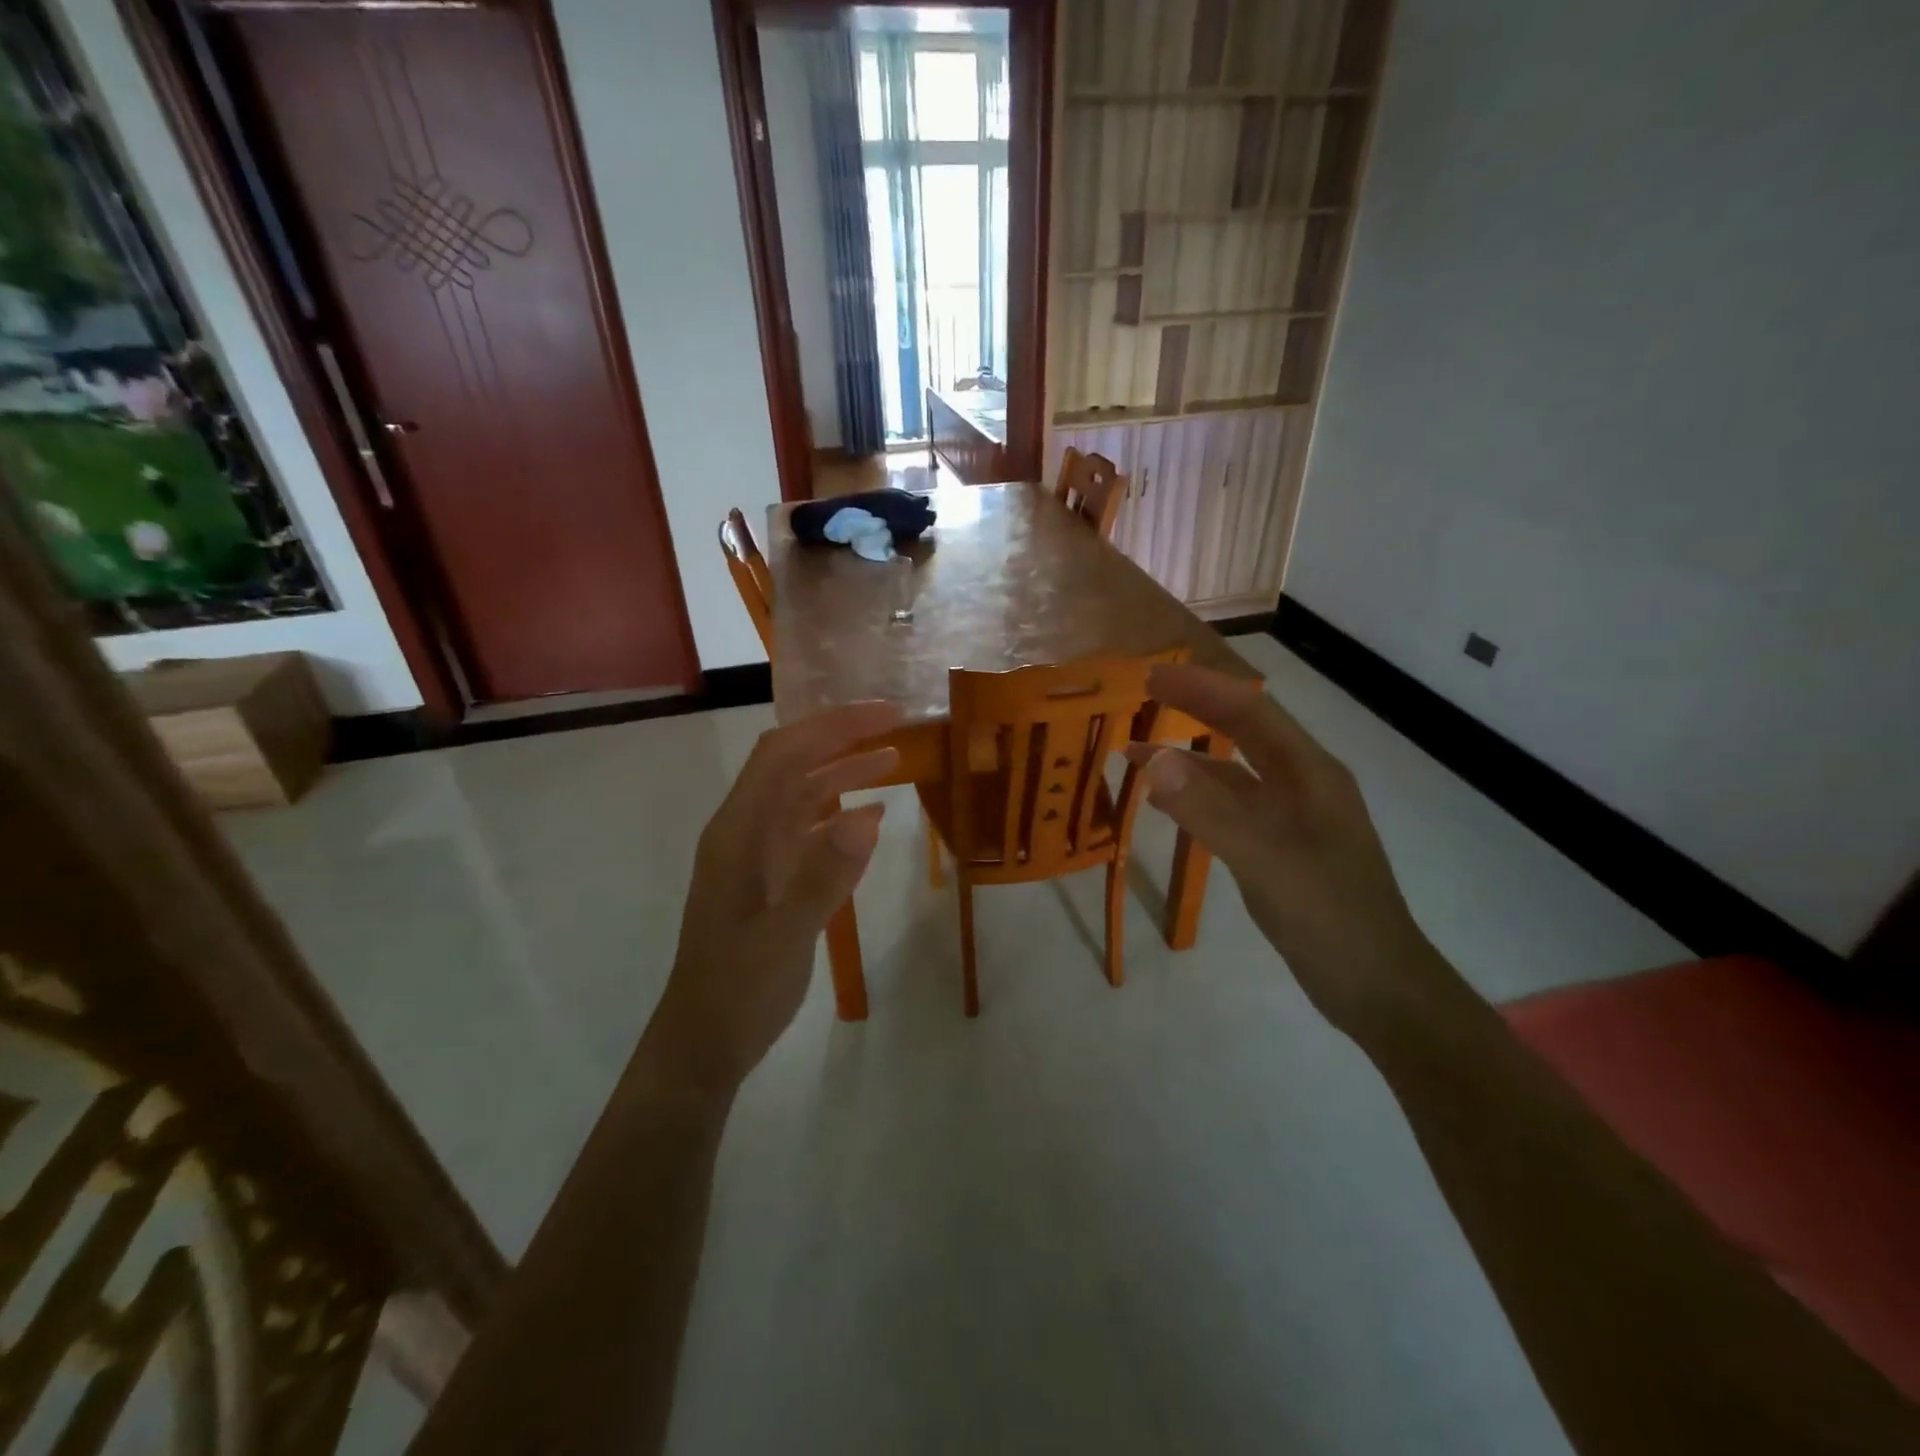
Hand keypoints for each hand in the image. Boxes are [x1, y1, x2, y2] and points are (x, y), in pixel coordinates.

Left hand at [645, 702, 901, 1097]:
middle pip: (793, 765)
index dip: (832, 726)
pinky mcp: (772, 879)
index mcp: (738, 832)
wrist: (706, 1042)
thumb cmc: (738, 989)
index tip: (883, 714)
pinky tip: (873, 819)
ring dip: (843, 773)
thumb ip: (823, 876)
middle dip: (841, 738)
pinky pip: (808, 832)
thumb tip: (869, 816)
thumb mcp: (784, 936)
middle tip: (897, 724)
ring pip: (802, 796)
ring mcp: (757, 856)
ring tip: (893, 760)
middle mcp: (745, 832)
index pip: (783, 754)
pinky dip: (840, 816)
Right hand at [1129, 665, 1450, 1035]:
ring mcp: (1292, 820)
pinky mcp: (1279, 850)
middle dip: (1196, 711)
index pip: (1251, 714)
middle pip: (1244, 735)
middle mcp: (1302, 787)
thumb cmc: (1330, 915)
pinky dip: (1195, 799)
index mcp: (1310, 774)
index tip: (1153, 675)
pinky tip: (1165, 805)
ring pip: (1233, 775)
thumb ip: (1209, 809)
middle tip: (1145, 696)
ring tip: (1135, 753)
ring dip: (1188, 760)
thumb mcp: (1265, 858)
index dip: (1203, 689)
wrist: (1377, 987)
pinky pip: (1230, 810)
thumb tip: (1153, 759)